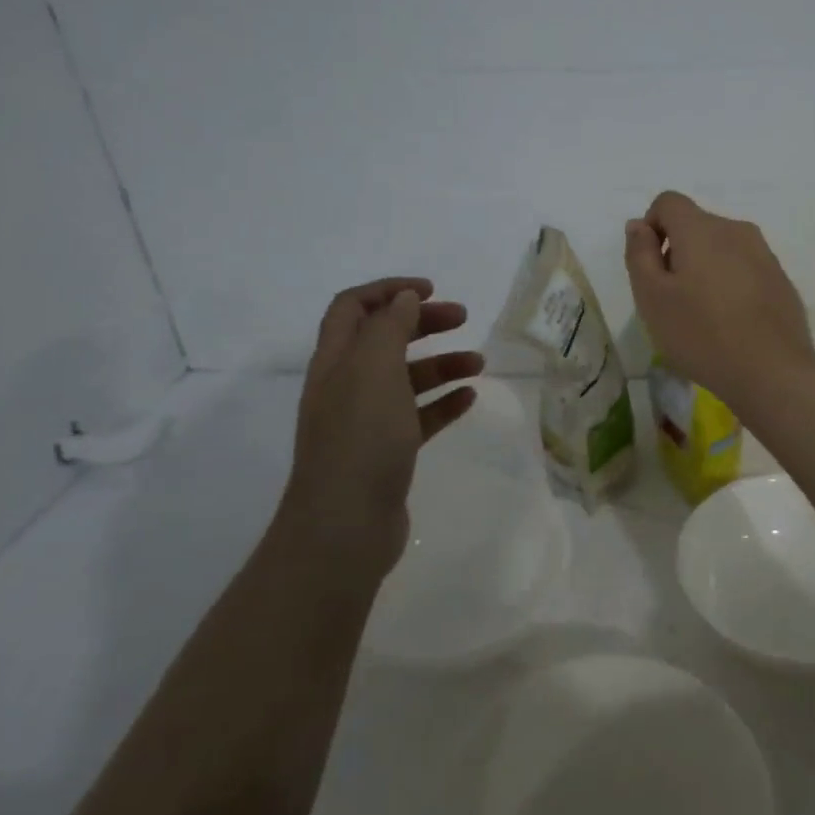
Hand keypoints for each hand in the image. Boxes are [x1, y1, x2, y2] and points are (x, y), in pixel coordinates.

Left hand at [279, 277, 483, 578]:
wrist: (345, 525)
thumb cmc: (360, 438)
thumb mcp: (374, 370)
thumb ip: (389, 328)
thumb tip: (403, 299)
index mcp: (336, 361)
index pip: (353, 307)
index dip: (388, 290)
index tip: (431, 290)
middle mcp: (346, 386)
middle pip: (384, 338)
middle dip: (422, 322)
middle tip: (463, 318)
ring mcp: (366, 421)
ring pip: (406, 379)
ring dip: (441, 363)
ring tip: (479, 363)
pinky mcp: (387, 452)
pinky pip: (418, 416)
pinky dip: (443, 402)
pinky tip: (468, 398)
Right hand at [624, 191, 814, 408]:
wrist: (772, 371)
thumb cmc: (701, 333)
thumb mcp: (652, 297)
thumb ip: (640, 254)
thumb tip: (639, 225)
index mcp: (701, 228)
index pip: (668, 202)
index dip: (651, 228)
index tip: (651, 268)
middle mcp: (736, 230)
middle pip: (696, 225)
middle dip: (678, 252)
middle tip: (672, 300)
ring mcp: (764, 254)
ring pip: (722, 248)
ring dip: (705, 269)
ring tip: (702, 315)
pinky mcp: (780, 279)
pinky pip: (744, 269)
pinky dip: (730, 285)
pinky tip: (731, 323)